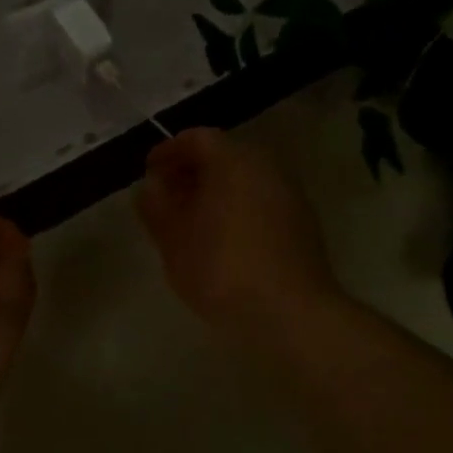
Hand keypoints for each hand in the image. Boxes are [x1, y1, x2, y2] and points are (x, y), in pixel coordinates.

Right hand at [136, 127, 339, 338]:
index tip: (149, 172)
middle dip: (192, 172)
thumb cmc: (221, 269)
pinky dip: (238, 209)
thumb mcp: (174, 239)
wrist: (289, 313)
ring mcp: (290, 195)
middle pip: (224, 156)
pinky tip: (223, 239)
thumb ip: (157, 206)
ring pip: (245, 180)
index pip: (197, 138)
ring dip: (217, 192)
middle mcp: (266, 167)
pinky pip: (262, 202)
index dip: (168, 152)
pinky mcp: (303, 224)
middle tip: (167, 197)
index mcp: (233, 161)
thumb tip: (151, 186)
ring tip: (192, 221)